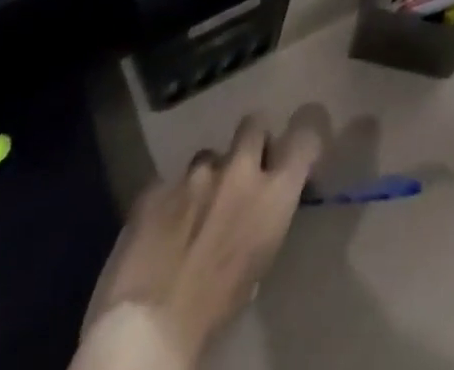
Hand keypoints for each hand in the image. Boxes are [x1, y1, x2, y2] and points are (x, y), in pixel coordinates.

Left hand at [78, 115, 321, 369]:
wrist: (149, 328)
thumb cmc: (215, 310)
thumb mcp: (260, 261)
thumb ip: (266, 216)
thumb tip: (263, 203)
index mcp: (273, 193)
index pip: (304, 135)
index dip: (303, 137)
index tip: (297, 150)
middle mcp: (239, 169)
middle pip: (254, 124)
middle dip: (251, 141)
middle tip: (244, 171)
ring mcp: (195, 173)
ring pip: (209, 155)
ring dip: (208, 176)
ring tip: (195, 210)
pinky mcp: (157, 186)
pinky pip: (171, 182)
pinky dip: (172, 199)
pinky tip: (163, 228)